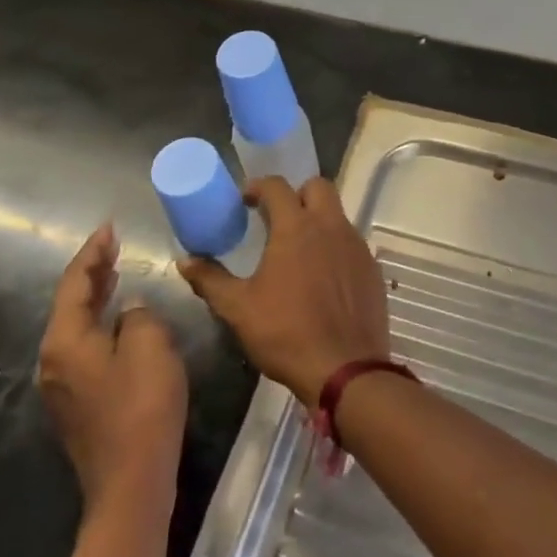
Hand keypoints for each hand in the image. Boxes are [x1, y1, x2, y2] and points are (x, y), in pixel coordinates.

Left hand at [38, 224, 187, 507]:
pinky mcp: (77, 403)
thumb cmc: (142, 407)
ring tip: (115, 272)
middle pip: (70, 303)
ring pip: (76, 326)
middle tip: (113, 245)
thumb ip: (138, 316)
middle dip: (92, 271)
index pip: (74, 283)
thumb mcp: (150, 346)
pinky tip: (119, 319)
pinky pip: (84, 346)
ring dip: (95, 296)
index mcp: (65, 341)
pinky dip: (99, 322)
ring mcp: (62, 385)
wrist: (131, 483)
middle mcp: (53, 360)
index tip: (109, 228)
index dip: (93, 252)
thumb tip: (130, 312)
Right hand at [177, 177, 389, 408]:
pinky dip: (335, 247)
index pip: (277, 186)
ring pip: (337, 214)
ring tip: (298, 249)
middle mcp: (330, 226)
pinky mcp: (371, 268)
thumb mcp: (239, 309)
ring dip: (318, 220)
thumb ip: (211, 280)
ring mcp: (356, 245)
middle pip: (317, 187)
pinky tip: (323, 276)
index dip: (259, 186)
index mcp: (296, 227)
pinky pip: (351, 243)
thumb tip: (185, 260)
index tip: (246, 200)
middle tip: (278, 217)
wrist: (345, 369)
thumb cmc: (286, 334)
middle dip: (297, 194)